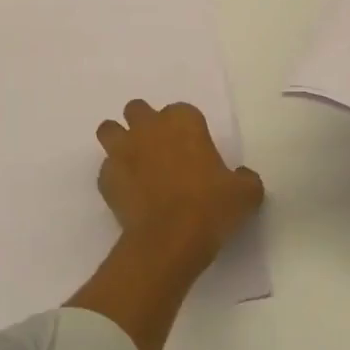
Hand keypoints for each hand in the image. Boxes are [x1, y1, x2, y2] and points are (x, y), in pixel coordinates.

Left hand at [96, 100, 264, 274]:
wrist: (170, 239)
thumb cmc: (211, 207)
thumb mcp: (245, 193)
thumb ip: (244, 178)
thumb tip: (241, 177)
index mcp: (183, 121)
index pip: (182, 110)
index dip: (186, 128)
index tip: (193, 148)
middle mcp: (149, 128)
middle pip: (137, 110)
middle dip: (145, 124)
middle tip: (160, 150)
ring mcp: (122, 151)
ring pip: (110, 130)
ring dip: (120, 141)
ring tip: (134, 163)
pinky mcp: (105, 178)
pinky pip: (106, 169)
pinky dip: (115, 177)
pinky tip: (129, 195)